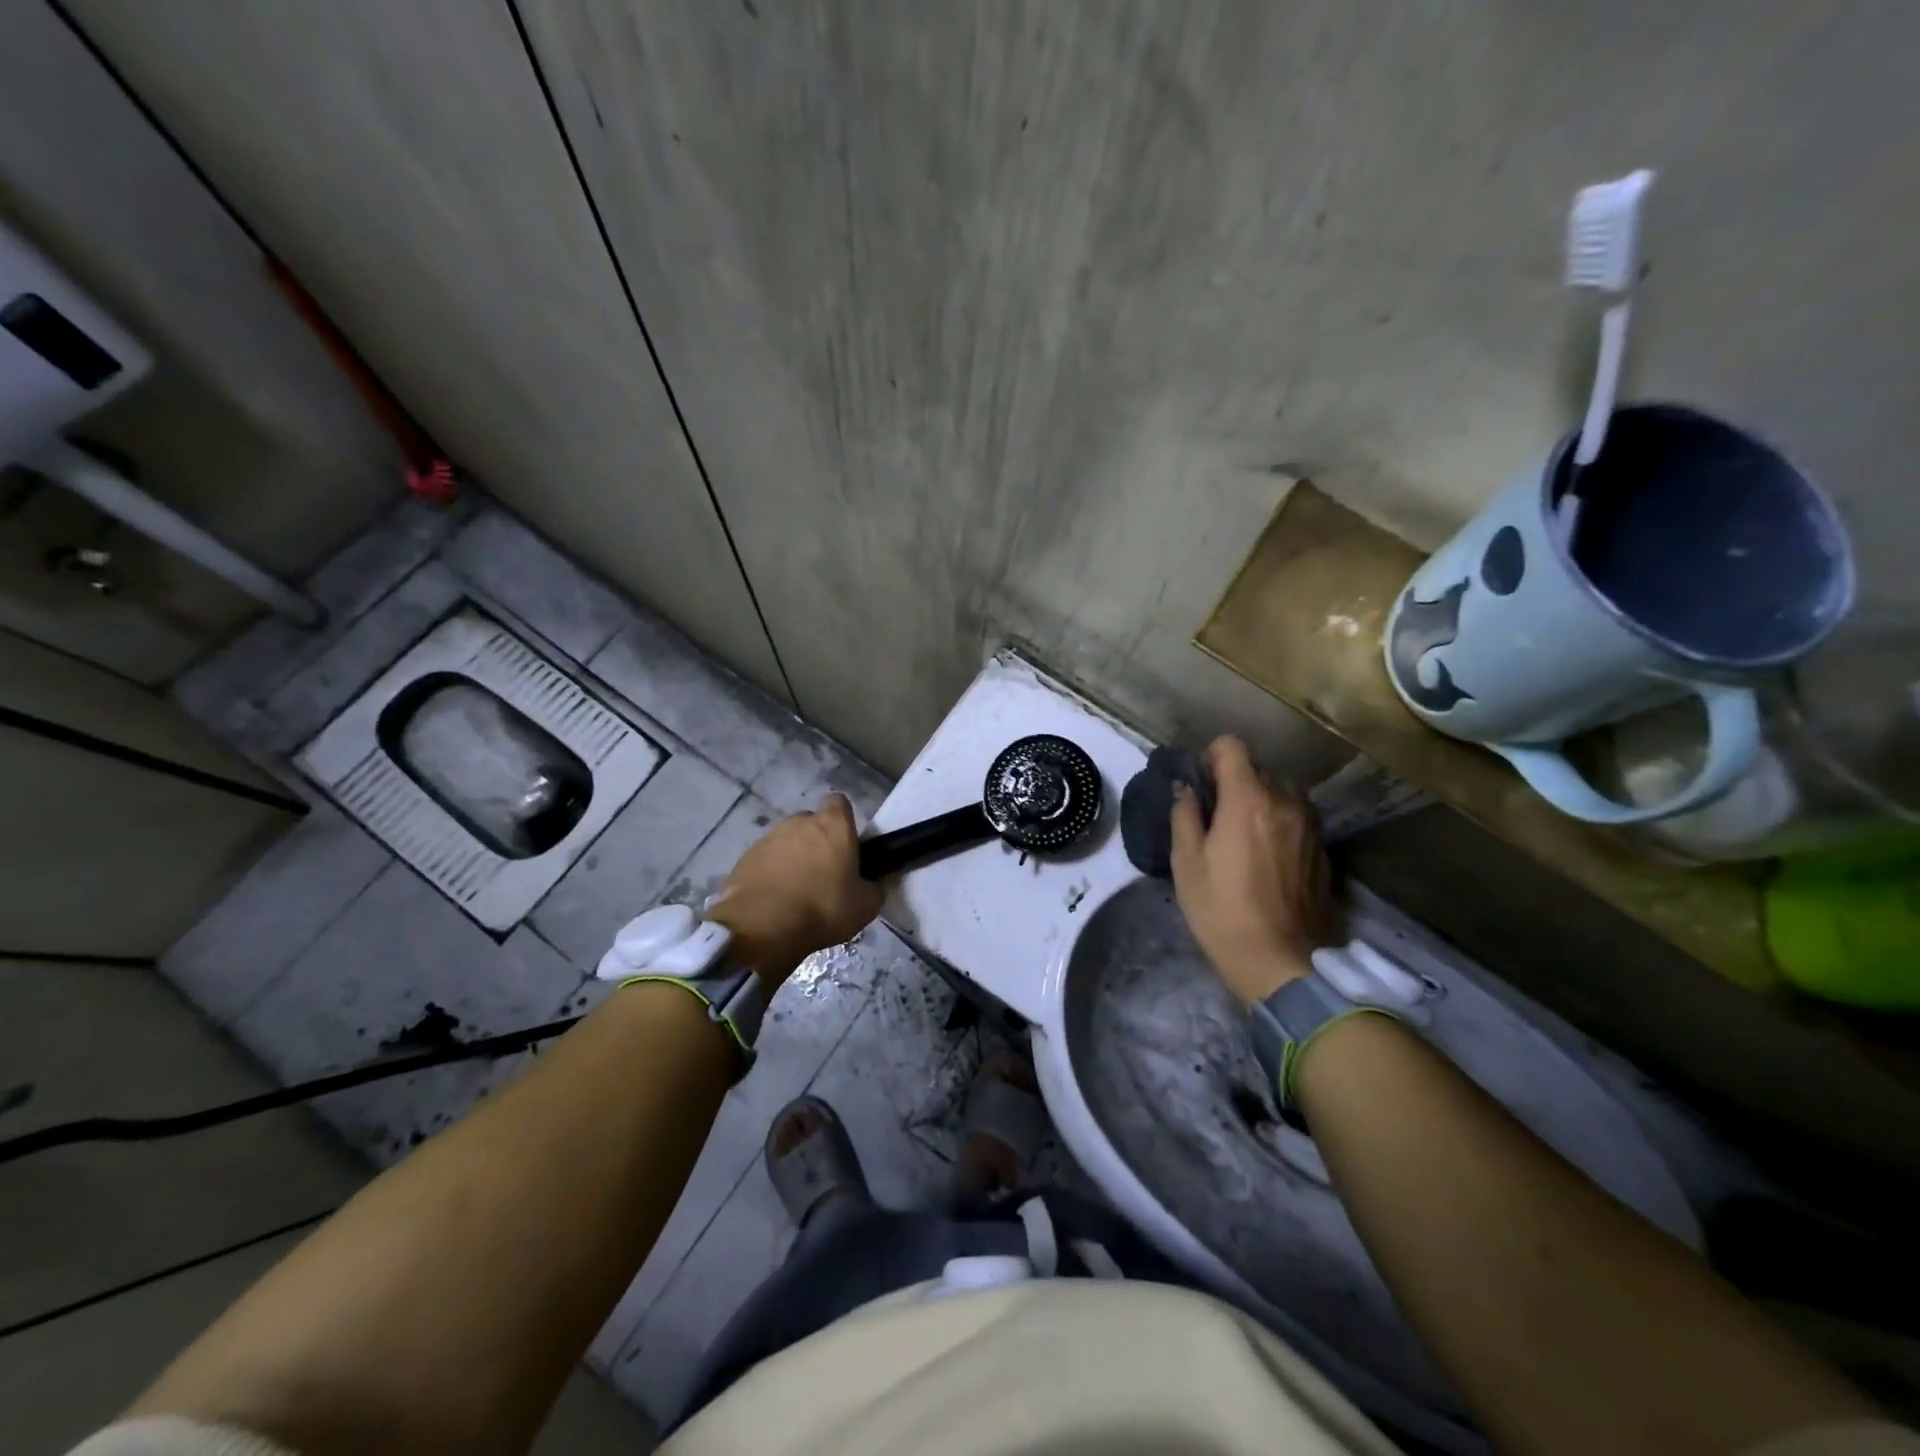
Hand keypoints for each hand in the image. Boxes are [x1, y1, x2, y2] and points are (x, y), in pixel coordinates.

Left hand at [707, 793, 882, 986]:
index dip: (843, 820)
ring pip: (786, 841)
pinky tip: (773, 900)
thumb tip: (876, 883)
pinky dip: (770, 873)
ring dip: (792, 857)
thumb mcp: (865, 906)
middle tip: (823, 873)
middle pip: (811, 822)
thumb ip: (874, 888)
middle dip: (816, 841)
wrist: (761, 927)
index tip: (846, 844)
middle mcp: (799, 822)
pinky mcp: (745, 858)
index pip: (839, 802)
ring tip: (796, 891)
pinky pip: (765, 859)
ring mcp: (768, 838)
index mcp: (833, 825)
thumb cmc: (823, 909)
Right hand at [1169, 736, 1332, 1006]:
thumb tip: (1186, 788)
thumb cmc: (1222, 911)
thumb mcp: (1187, 863)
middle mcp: (1286, 801)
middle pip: (1258, 768)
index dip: (1210, 757)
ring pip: (1281, 791)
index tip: (1200, 785)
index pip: (1232, 746)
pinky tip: (1266, 857)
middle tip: (1215, 816)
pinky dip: (1279, 822)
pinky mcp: (1324, 848)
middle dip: (1234, 781)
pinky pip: (1297, 817)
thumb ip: (1185, 815)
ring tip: (1243, 835)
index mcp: (1249, 799)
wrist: (1282, 963)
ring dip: (1260, 800)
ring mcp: (1311, 824)